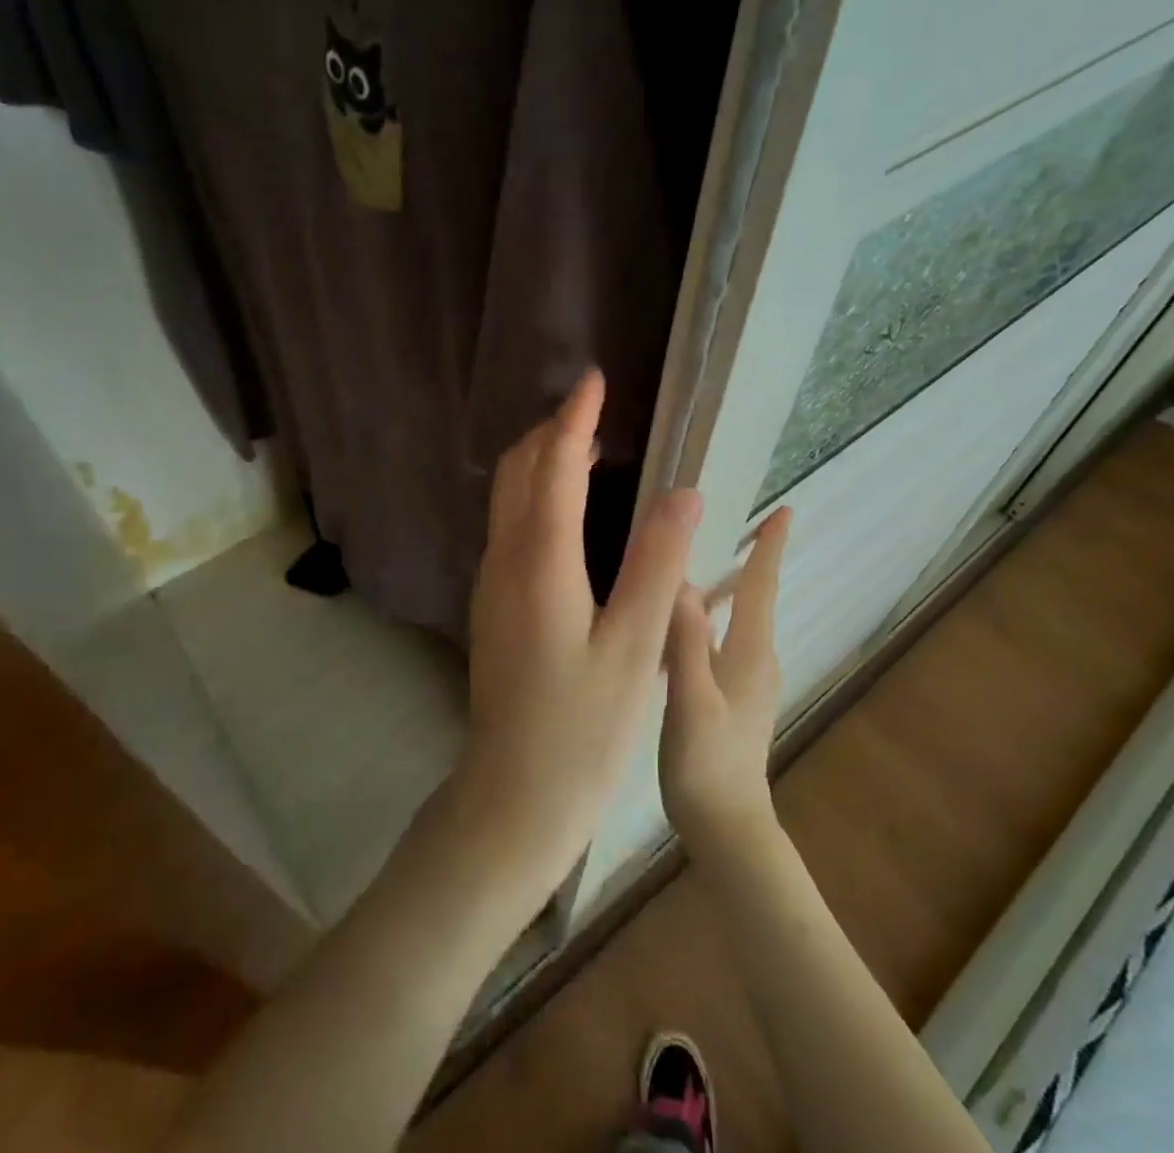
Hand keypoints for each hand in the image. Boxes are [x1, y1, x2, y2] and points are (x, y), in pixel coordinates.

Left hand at [452, 369, 702, 906]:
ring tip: (584, 444)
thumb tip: (681, 492)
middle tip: (593, 409)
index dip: (575, 419)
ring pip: (507, 498)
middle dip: (551, 431)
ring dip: (540, 461)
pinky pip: (509, 525)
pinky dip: (534, 494)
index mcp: (541, 563)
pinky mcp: (493, 604)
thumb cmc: (583, 727)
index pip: (556, 468)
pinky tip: (566, 510)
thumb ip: (656, 564)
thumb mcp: (635, 647)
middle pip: (518, 472)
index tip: (594, 380)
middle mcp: (505, 561)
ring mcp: (492, 583)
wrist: (514, 793)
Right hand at [659, 506, 791, 858]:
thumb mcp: (690, 700)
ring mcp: (747, 679)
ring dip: (732, 583)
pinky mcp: (733, 695)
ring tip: (707, 555)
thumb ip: (686, 642)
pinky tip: (687, 615)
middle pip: (755, 596)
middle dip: (752, 557)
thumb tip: (682, 580)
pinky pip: (725, 637)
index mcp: (750, 653)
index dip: (769, 547)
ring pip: (740, 617)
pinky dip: (714, 613)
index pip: (761, 587)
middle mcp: (756, 659)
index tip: (784, 511)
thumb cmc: (706, 764)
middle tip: (733, 519)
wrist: (726, 826)